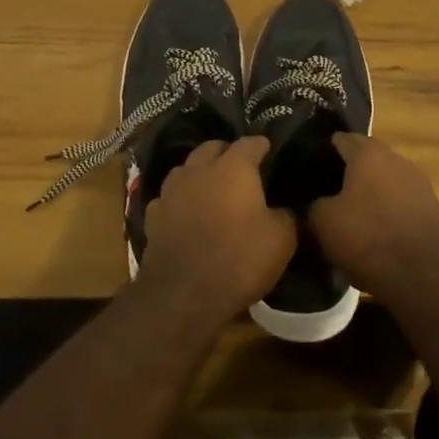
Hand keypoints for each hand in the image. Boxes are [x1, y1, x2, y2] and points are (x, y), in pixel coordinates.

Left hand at [138, 137, 295, 326]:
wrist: (183, 295)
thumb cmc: (239, 260)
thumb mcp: (281, 240)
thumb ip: (285, 215)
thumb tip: (281, 209)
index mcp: (233, 168)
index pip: (250, 142)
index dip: (262, 145)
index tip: (269, 151)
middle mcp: (199, 169)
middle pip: (212, 147)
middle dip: (227, 153)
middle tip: (240, 168)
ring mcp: (171, 190)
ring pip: (186, 169)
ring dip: (200, 173)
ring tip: (211, 188)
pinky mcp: (153, 215)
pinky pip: (169, 198)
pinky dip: (180, 201)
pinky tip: (186, 214)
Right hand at [311, 134, 438, 301]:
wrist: (425, 277)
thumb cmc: (368, 239)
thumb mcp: (323, 222)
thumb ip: (315, 203)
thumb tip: (318, 202)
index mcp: (369, 153)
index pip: (340, 139)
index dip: (323, 152)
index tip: (309, 169)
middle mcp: (397, 159)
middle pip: (366, 159)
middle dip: (347, 173)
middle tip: (327, 193)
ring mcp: (419, 184)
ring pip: (385, 181)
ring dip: (370, 193)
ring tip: (351, 216)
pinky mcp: (433, 209)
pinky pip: (401, 202)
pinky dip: (387, 211)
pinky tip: (376, 233)